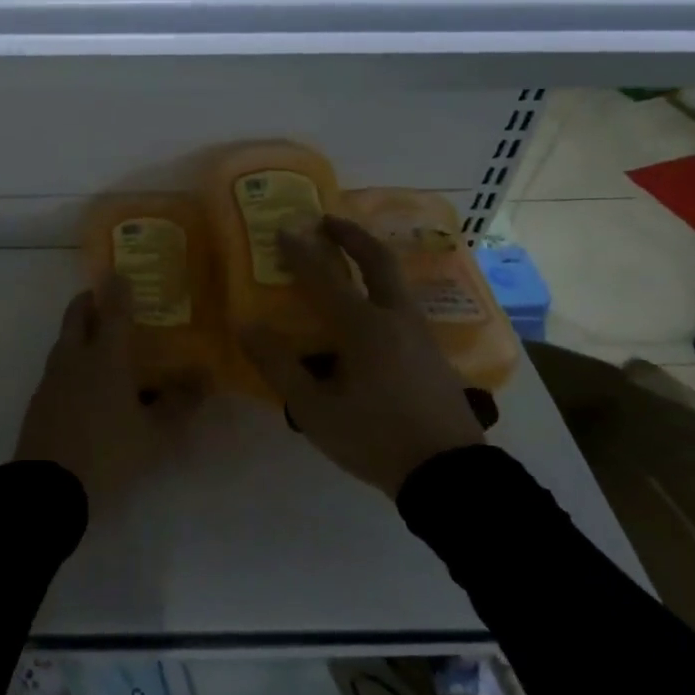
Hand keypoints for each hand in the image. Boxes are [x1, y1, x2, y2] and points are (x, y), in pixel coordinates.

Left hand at [13, 279, 200, 502]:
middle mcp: (74, 358)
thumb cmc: (107, 453)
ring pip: (64, 340)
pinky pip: (58, 367)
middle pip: (77, 315)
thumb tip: (204, 379)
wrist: (46, 487)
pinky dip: (72, 360)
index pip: (112, 311)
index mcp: (104, 357)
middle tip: (105, 299)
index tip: (121, 273)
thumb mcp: (154, 435)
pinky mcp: (39, 400)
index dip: (118, 290)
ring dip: (79, 330)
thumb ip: (179, 405)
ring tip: (100, 340)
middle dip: (89, 301)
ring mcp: (51, 378)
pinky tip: (85, 382)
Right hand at [240, 215, 484, 496]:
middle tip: (326, 220)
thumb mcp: (314, 409)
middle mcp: (396, 318)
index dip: (301, 252)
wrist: (448, 473)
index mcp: (364, 327)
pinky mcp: (432, 351)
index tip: (283, 229)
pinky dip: (381, 286)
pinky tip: (369, 306)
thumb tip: (247, 326)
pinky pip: (402, 302)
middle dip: (351, 235)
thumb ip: (278, 365)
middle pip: (377, 261)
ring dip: (369, 258)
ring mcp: (420, 333)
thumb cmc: (374, 438)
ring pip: (395, 280)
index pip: (325, 278)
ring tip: (346, 257)